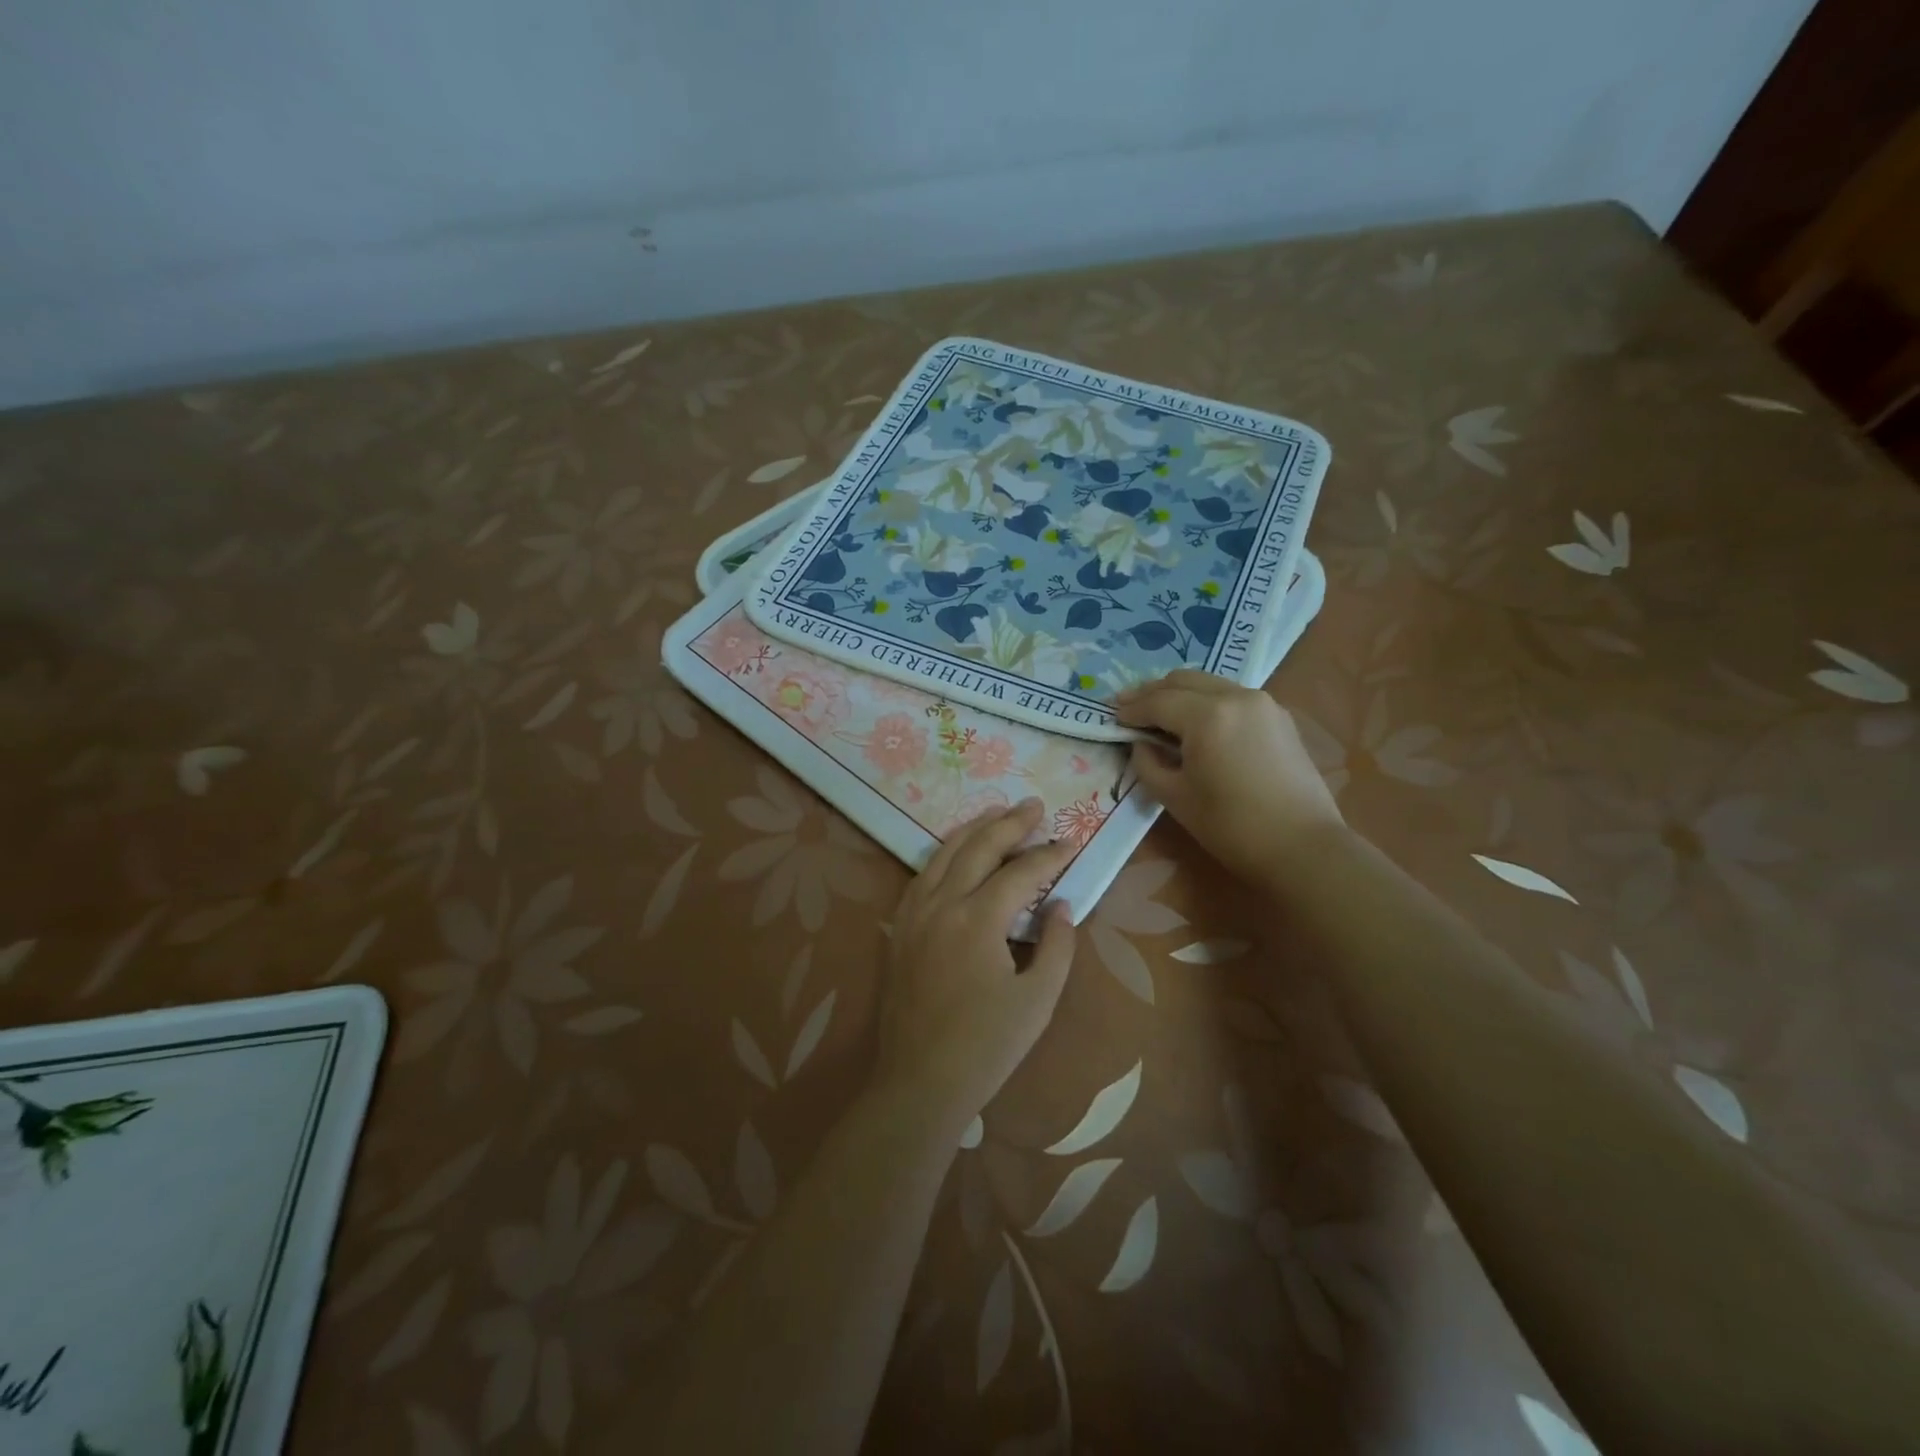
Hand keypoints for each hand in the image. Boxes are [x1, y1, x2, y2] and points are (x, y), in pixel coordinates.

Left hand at [879, 800, 1077, 1129]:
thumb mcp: (1037, 1001)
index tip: (1070, 843)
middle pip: (978, 848)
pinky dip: (943, 855)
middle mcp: (942, 905)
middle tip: (1034, 806)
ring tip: (997, 814)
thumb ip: (1056, 946)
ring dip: (973, 830)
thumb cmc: (986, 1047)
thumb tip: (1061, 905)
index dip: (1049, 855)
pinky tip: (955, 854)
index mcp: (978, 920)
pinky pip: (922, 875)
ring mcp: (914, 914)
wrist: (919, 1082)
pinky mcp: (899, 928)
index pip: (1020, 872)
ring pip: (943, 854)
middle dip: (1010, 823)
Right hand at [1115, 669, 1344, 887]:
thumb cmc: (1231, 827)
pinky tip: (1195, 721)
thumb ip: (1148, 763)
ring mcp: (1262, 702)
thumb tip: (1141, 743)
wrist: (1303, 846)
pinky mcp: (1278, 715)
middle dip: (1152, 692)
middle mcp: (1235, 696)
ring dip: (1179, 693)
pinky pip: (1231, 695)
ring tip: (1158, 712)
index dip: (1131, 709)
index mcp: (1207, 716)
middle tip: (1128, 707)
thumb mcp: (1175, 797)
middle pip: (1182, 680)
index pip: (1157, 702)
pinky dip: (1206, 700)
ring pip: (1208, 683)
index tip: (1111, 716)